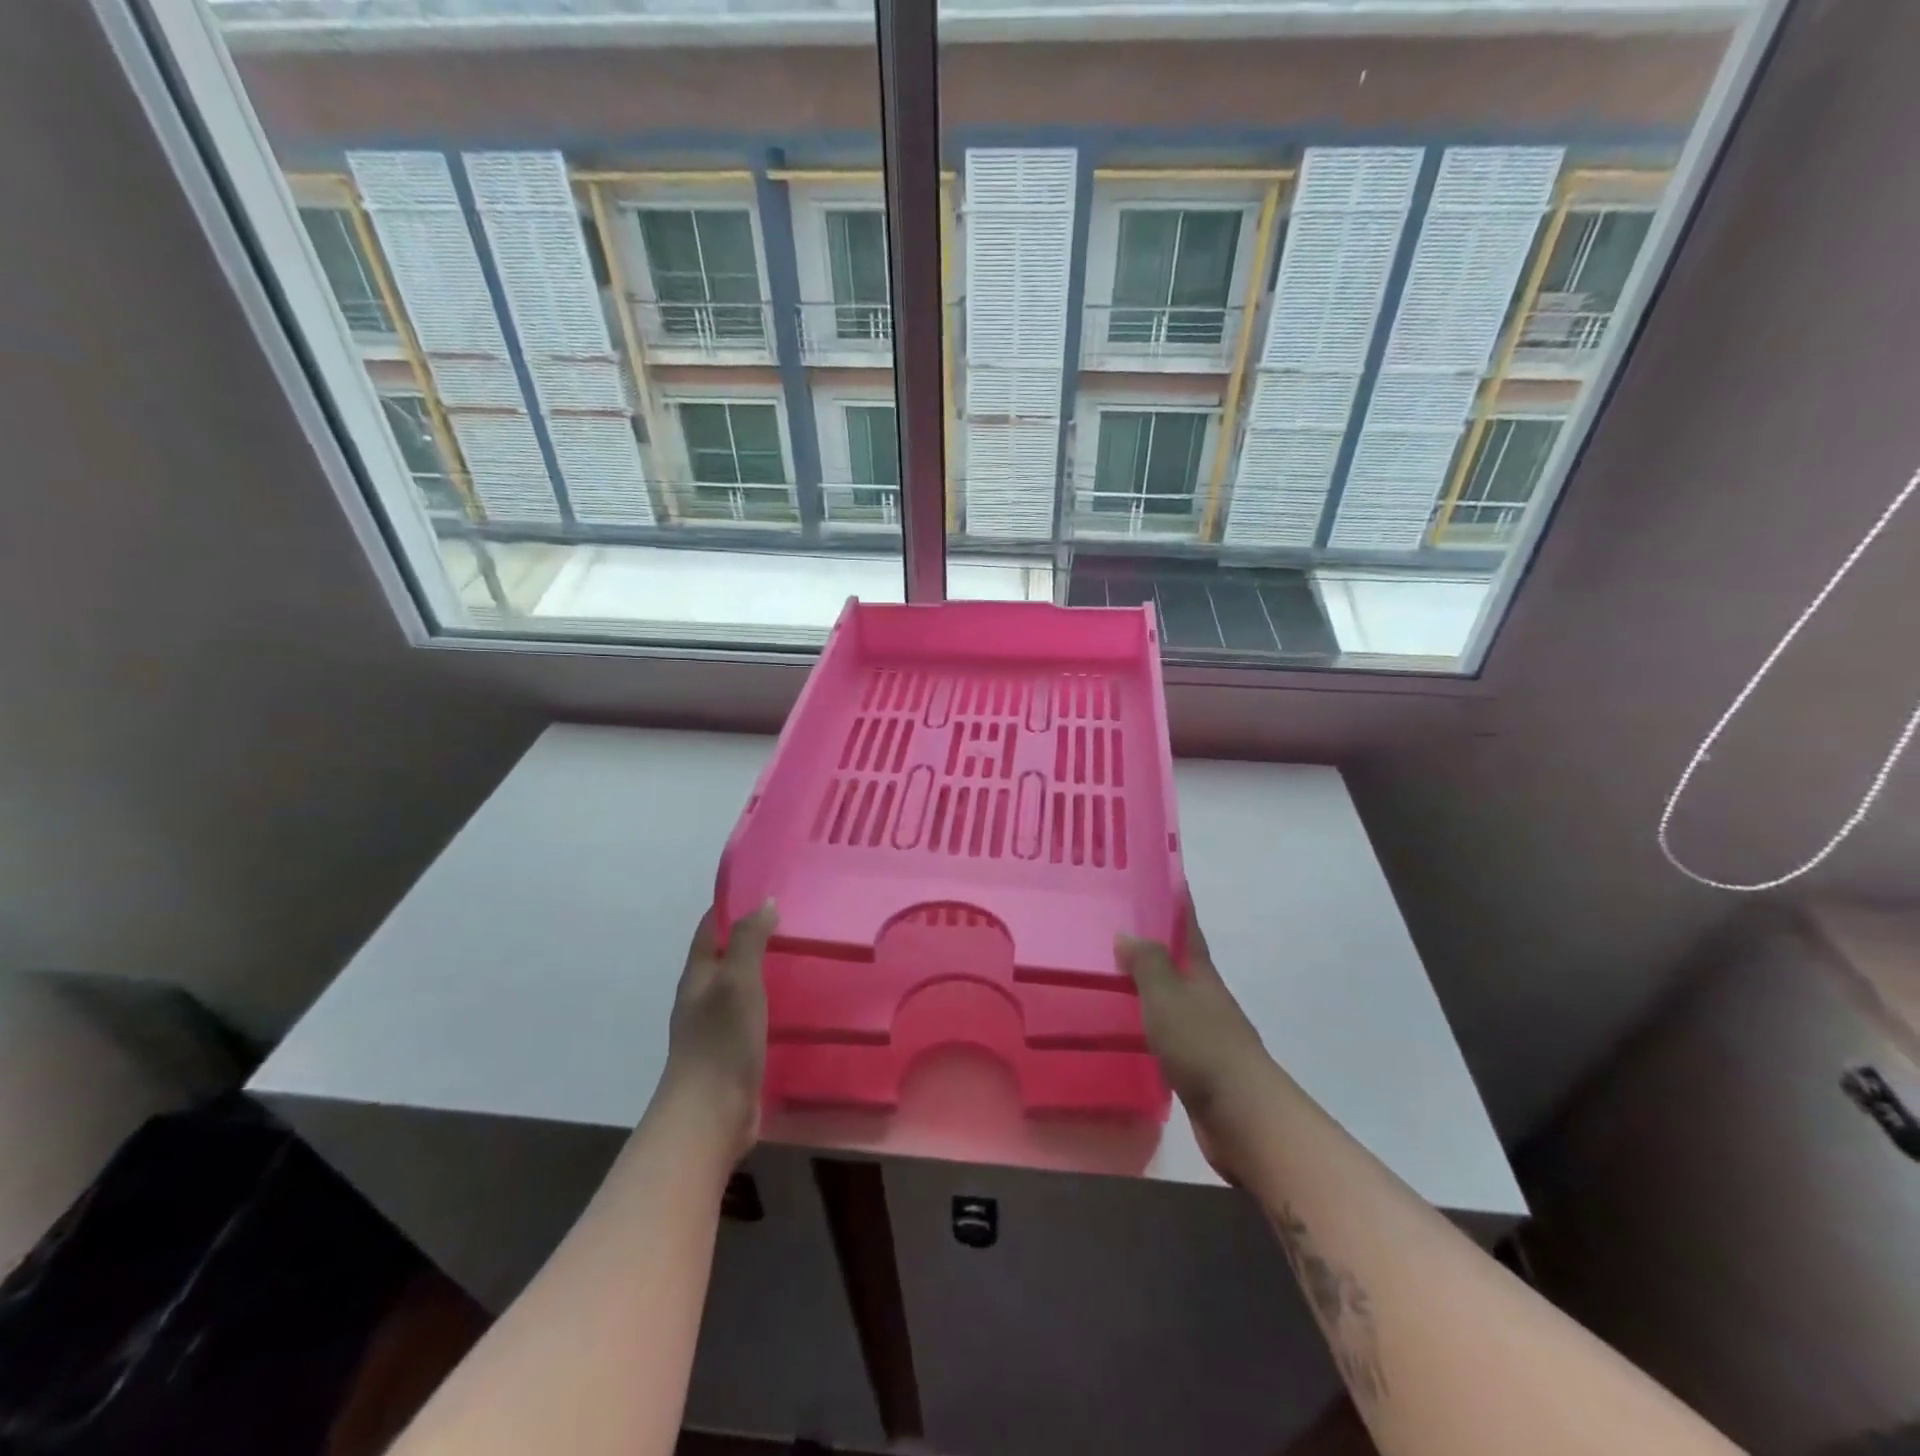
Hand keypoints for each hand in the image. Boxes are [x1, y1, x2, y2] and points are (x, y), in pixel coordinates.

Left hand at [660, 900, 777, 1160]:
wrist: (710, 1116)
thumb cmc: (721, 1041)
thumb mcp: (738, 981)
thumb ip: (750, 940)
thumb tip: (765, 901)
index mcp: (699, 975)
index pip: (713, 927)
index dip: (734, 905)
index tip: (767, 887)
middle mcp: (704, 996)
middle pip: (728, 955)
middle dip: (756, 936)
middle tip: (798, 920)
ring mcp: (718, 1027)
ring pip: (743, 986)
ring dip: (767, 970)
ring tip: (806, 957)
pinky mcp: (735, 1052)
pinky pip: (756, 1016)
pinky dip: (774, 1002)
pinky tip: (800, 1004)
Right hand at [1117, 899, 1272, 1179]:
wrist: (1242, 1116)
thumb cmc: (1203, 1046)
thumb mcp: (1167, 997)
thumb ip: (1148, 964)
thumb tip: (1127, 933)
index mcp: (1202, 977)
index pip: (1190, 931)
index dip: (1180, 906)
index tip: (1171, 880)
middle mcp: (1207, 1000)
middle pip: (1182, 965)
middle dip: (1158, 947)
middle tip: (1118, 930)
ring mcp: (1205, 1035)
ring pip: (1173, 1001)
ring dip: (1151, 987)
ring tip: (1114, 978)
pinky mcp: (1198, 1067)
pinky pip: (1168, 1034)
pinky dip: (1150, 1024)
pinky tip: (1128, 1030)